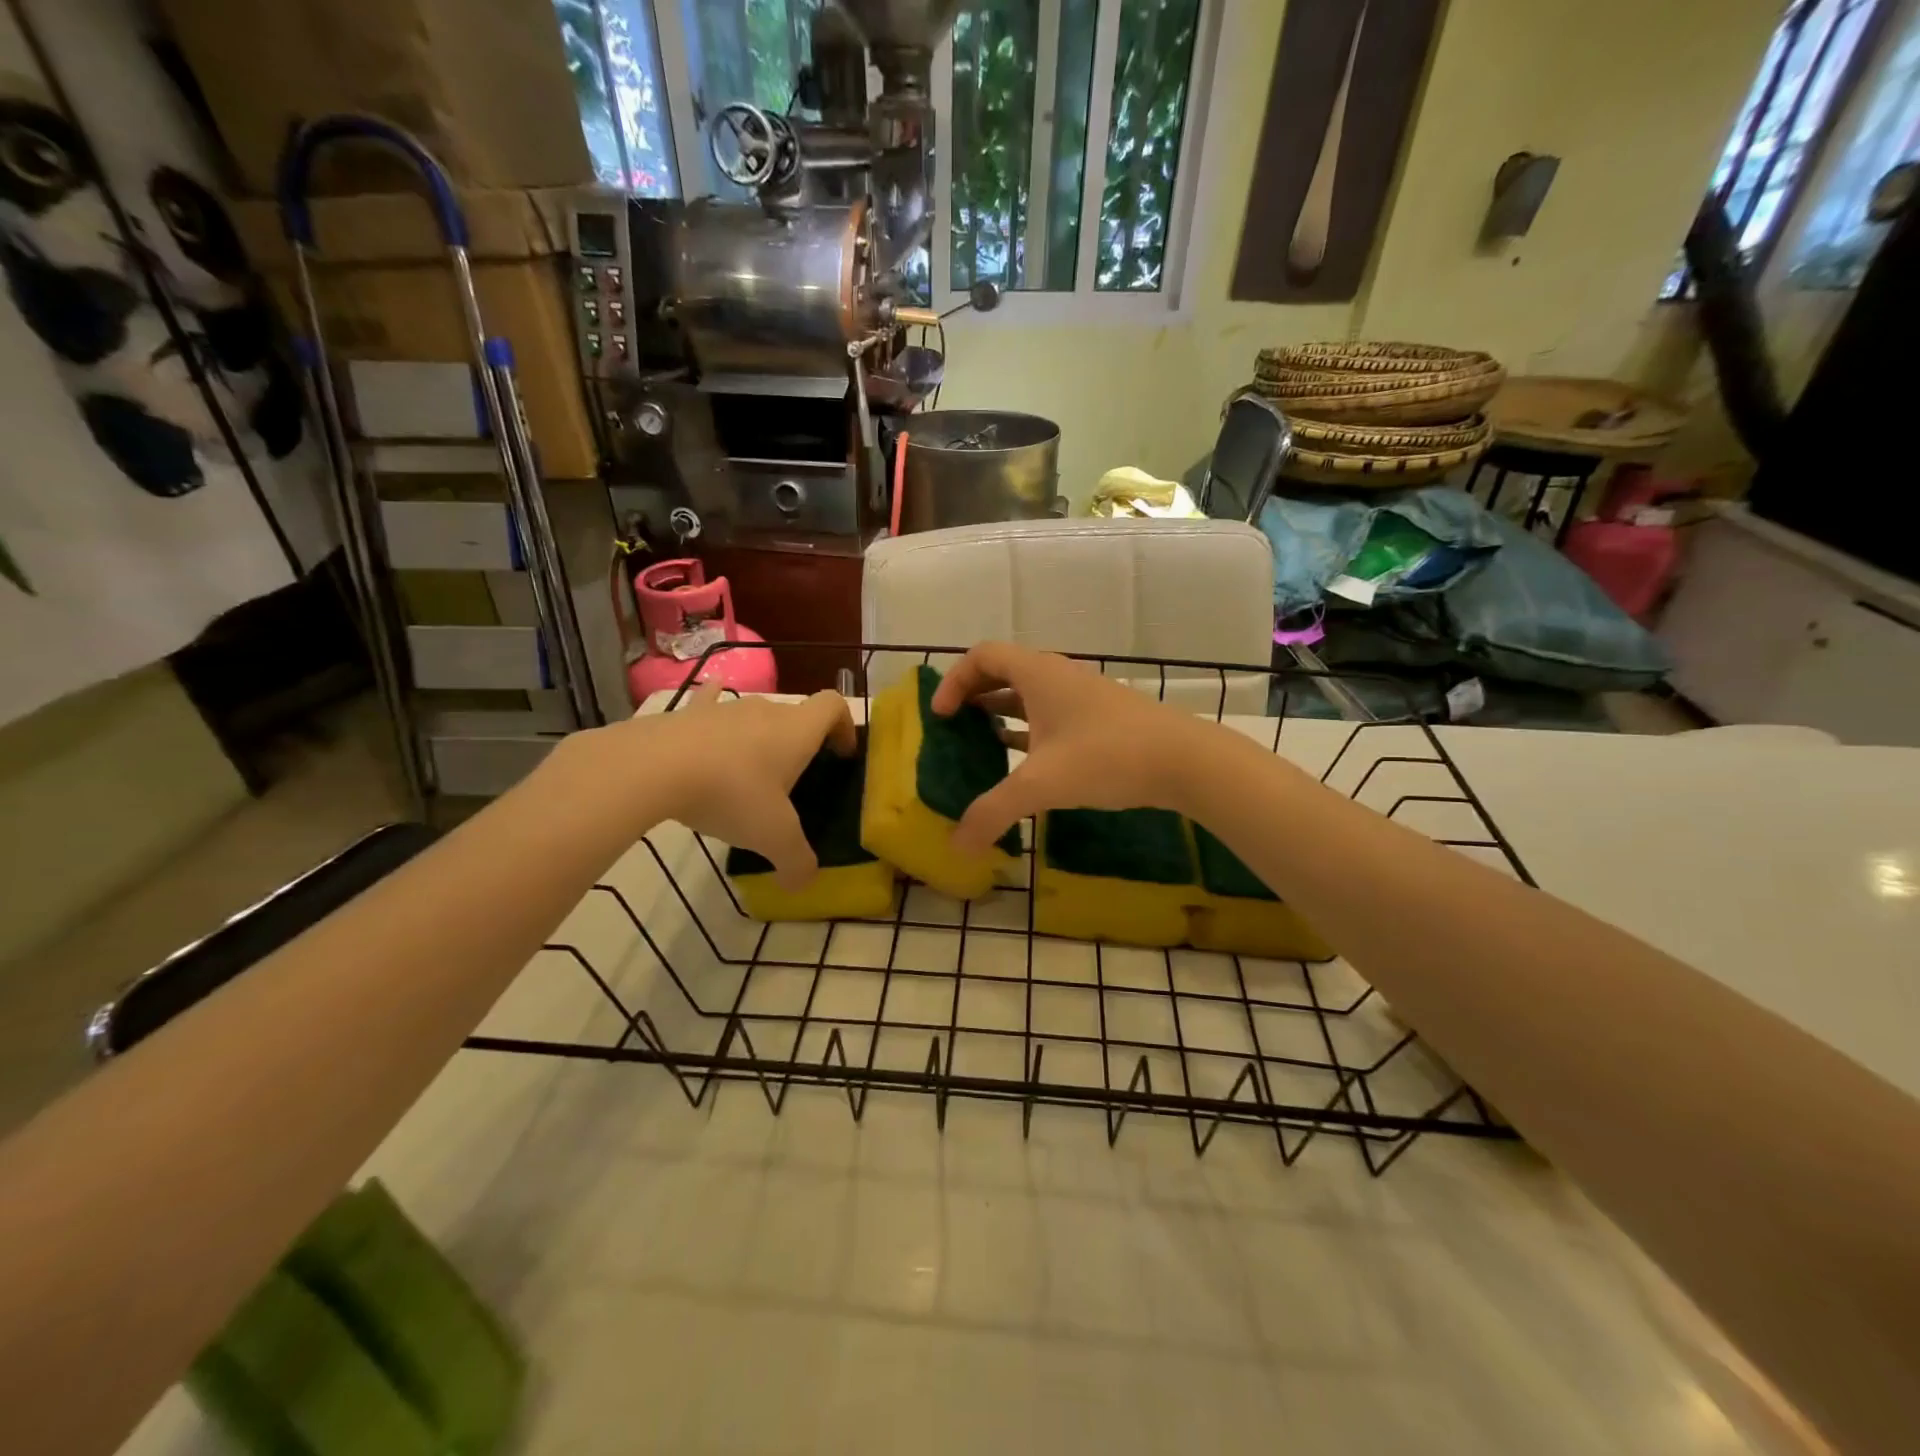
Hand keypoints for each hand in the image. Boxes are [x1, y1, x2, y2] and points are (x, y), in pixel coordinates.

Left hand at [635, 685, 856, 887]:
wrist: (655, 767)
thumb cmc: (732, 794)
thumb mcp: (773, 837)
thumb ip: (797, 861)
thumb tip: (803, 883)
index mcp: (797, 731)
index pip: (834, 706)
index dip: (844, 726)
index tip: (839, 754)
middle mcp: (767, 710)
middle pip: (794, 714)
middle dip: (799, 743)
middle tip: (790, 782)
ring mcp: (725, 707)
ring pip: (753, 714)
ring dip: (757, 736)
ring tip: (744, 773)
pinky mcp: (687, 713)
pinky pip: (709, 704)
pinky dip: (713, 712)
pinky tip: (706, 725)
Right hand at [930, 642, 1219, 854]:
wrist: (1185, 760)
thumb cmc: (1107, 757)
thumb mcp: (1042, 785)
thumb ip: (994, 813)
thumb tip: (957, 846)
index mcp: (1038, 674)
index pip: (982, 656)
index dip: (953, 680)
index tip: (941, 716)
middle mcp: (1057, 676)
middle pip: (1003, 671)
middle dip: (972, 695)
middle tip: (952, 727)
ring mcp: (1082, 697)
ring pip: (1029, 695)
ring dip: (1000, 713)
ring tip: (978, 742)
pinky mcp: (1099, 719)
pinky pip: (1050, 715)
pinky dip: (1027, 729)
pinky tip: (1022, 759)